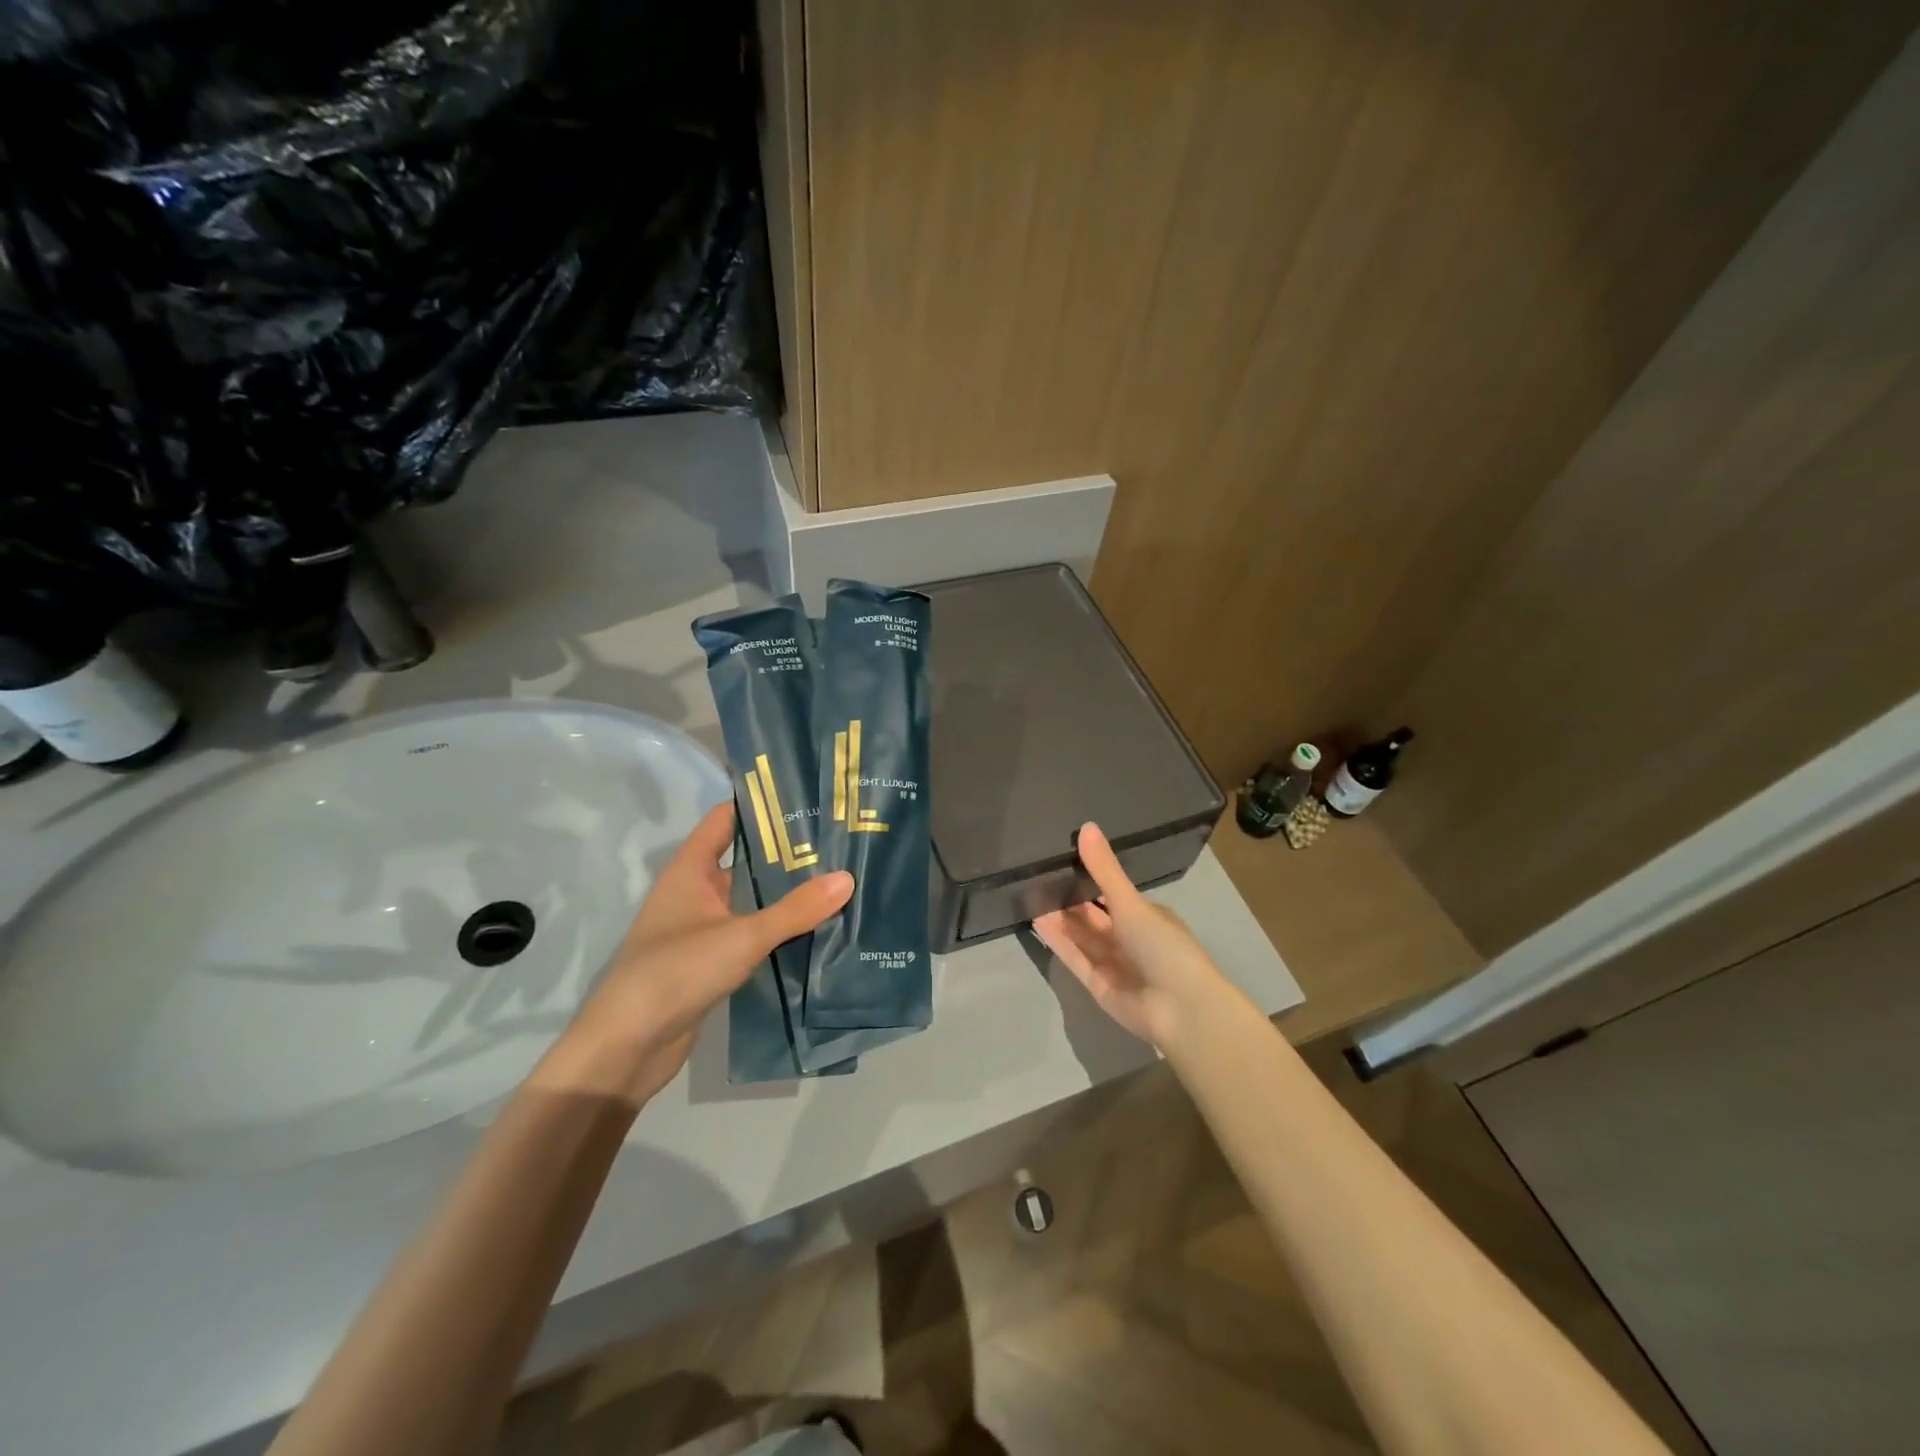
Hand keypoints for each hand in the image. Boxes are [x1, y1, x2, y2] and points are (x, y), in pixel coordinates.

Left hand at [539, 802, 852, 1103]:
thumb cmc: (676, 972)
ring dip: (785, 891)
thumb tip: (847, 879)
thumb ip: (795, 910)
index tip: (805, 797)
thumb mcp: (742, 936)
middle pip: (743, 857)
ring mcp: (701, 927)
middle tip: (836, 839)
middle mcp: (694, 891)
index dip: (760, 804)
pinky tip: (815, 926)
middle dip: (785, 849)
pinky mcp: (710, 960)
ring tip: (836, 877)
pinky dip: (777, 926)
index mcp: (690, 870)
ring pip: (749, 896)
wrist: (628, 1047)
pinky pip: (750, 931)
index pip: (725, 819)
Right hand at [1032, 822, 1228, 1049]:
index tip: (1062, 861)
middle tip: (1038, 878)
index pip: (1114, 894)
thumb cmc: (1163, 946)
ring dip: (1060, 920)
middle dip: (1070, 900)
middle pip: (1094, 917)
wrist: (1180, 1009)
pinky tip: (1037, 922)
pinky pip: (1075, 958)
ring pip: (1082, 936)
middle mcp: (1130, 939)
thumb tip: (1086, 826)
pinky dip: (1058, 942)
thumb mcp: (1131, 902)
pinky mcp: (1099, 986)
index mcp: (1147, 917)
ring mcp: (1114, 964)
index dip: (1090, 880)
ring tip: (1030, 896)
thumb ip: (1105, 870)